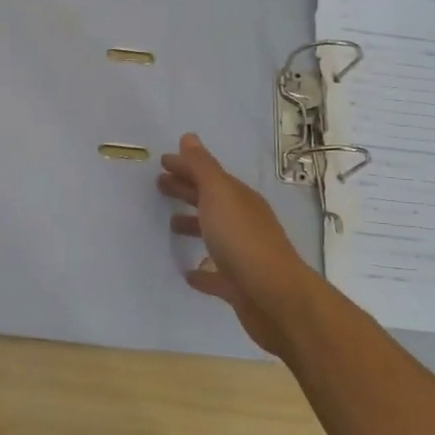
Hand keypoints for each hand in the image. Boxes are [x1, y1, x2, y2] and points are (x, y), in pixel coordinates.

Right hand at [159, 133, 320, 356]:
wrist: (274, 297)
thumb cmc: (242, 239)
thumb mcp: (219, 195)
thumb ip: (202, 167)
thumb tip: (189, 137)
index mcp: (238, 199)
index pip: (209, 175)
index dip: (186, 166)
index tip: (162, 162)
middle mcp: (242, 222)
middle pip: (210, 201)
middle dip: (186, 190)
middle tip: (159, 185)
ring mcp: (241, 255)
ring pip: (213, 234)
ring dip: (193, 226)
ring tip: (170, 225)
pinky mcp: (237, 286)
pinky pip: (215, 274)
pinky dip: (201, 271)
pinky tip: (188, 273)